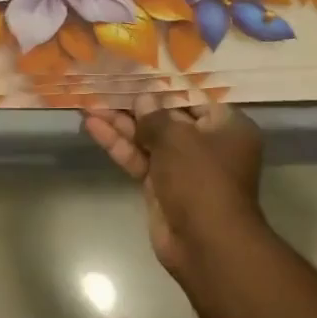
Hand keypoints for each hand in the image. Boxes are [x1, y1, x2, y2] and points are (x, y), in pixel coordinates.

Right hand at [83, 94, 266, 278]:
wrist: (206, 245)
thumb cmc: (201, 179)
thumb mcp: (177, 138)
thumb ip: (155, 116)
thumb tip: (143, 100)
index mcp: (226, 127)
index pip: (193, 98)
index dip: (164, 86)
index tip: (137, 73)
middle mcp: (207, 145)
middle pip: (167, 118)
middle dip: (136, 106)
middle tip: (106, 87)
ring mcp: (183, 168)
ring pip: (148, 138)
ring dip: (120, 123)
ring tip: (90, 104)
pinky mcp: (161, 187)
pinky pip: (139, 159)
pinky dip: (118, 144)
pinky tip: (93, 126)